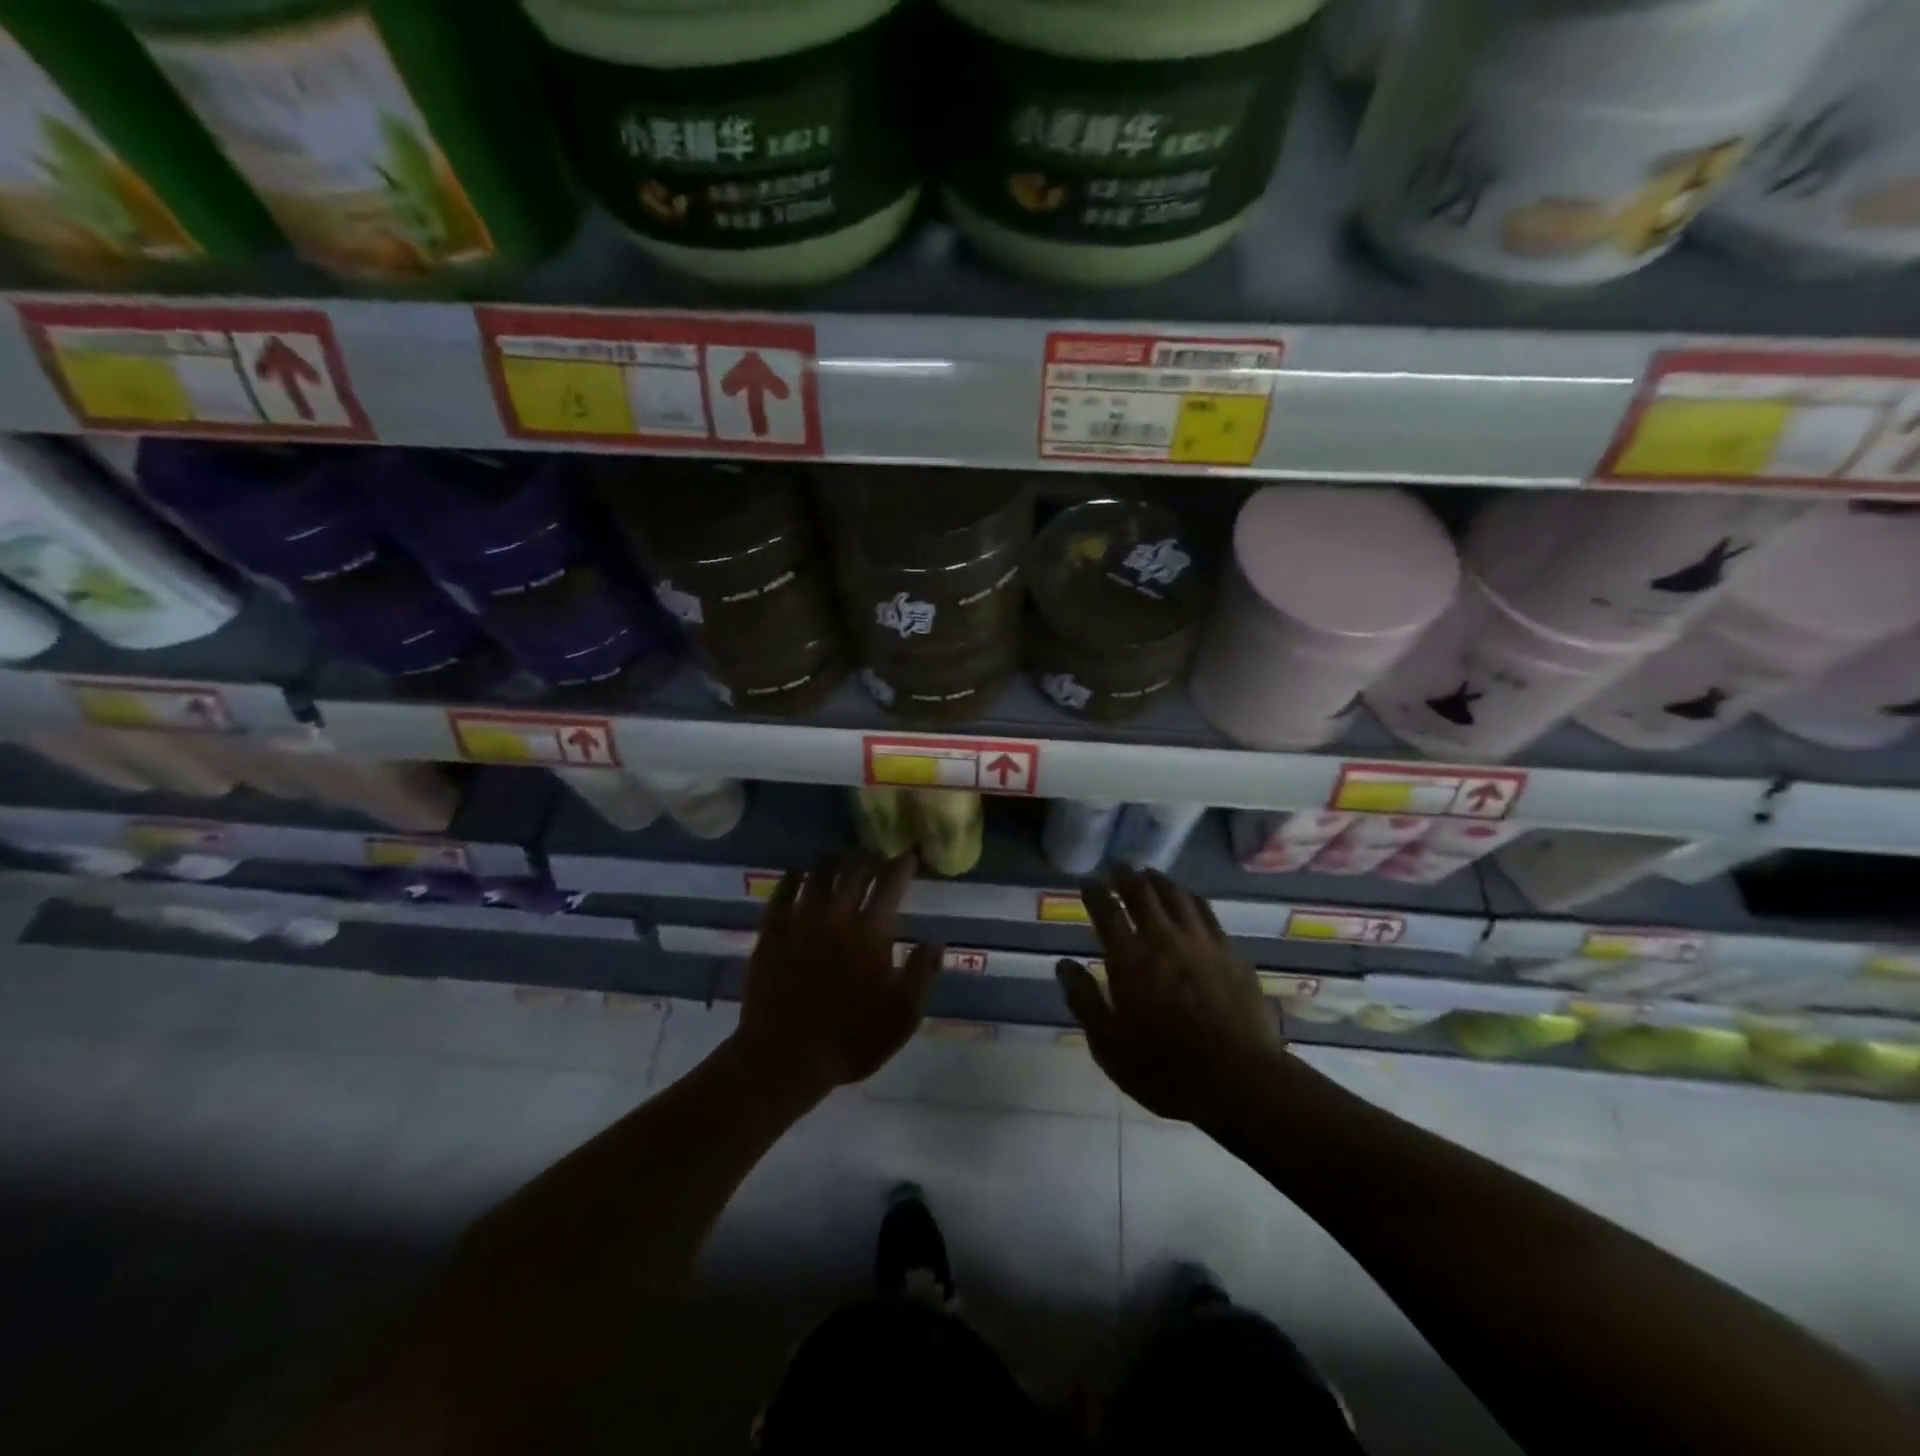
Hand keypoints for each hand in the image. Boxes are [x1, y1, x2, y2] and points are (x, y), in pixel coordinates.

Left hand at [732, 852, 940, 1102]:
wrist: (785, 1057)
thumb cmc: (851, 1038)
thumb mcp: (903, 1015)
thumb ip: (922, 973)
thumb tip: (937, 941)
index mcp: (872, 931)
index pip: (890, 884)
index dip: (902, 866)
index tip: (909, 856)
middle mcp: (837, 915)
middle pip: (855, 871)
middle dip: (869, 858)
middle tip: (876, 856)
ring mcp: (800, 920)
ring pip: (818, 874)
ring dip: (834, 861)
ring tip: (842, 856)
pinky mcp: (771, 932)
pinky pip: (782, 892)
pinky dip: (793, 877)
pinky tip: (799, 872)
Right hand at [1056, 866, 1285, 1125]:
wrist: (1239, 1081)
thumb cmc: (1164, 1069)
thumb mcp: (1108, 1045)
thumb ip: (1084, 1000)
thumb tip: (1064, 965)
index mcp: (1129, 959)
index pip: (1106, 911)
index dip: (1093, 891)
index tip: (1086, 880)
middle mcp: (1164, 939)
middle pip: (1142, 893)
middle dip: (1126, 876)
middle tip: (1117, 867)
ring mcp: (1201, 942)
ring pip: (1177, 895)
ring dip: (1159, 881)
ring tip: (1149, 875)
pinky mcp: (1231, 952)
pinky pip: (1206, 912)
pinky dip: (1190, 898)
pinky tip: (1188, 900)